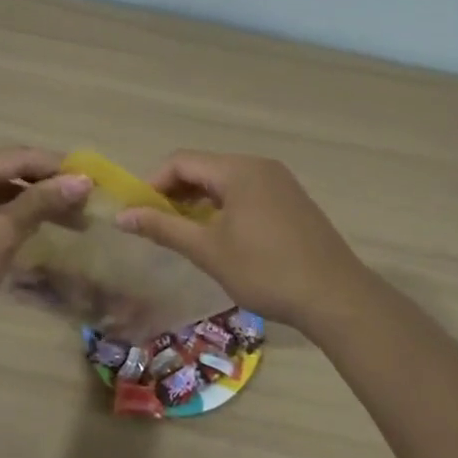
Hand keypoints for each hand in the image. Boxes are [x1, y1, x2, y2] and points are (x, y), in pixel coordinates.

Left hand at [0, 147, 91, 345]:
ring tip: (70, 221)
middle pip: (9, 172)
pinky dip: (13, 217)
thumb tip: (82, 180)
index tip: (94, 182)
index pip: (20, 156)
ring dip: (33, 203)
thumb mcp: (2, 234)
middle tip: (86, 206)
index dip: (58, 167)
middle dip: (48, 186)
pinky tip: (35, 230)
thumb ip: (41, 202)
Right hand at [115, 151, 375, 331]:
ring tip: (184, 233)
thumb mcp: (208, 250)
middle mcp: (259, 166)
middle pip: (204, 167)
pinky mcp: (292, 201)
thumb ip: (163, 228)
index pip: (181, 161)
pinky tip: (220, 235)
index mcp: (238, 170)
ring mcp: (280, 182)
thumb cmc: (265, 270)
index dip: (153, 183)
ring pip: (226, 181)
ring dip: (199, 201)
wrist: (335, 296)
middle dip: (175, 193)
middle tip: (157, 225)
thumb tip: (123, 216)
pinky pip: (247, 192)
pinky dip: (224, 206)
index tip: (138, 213)